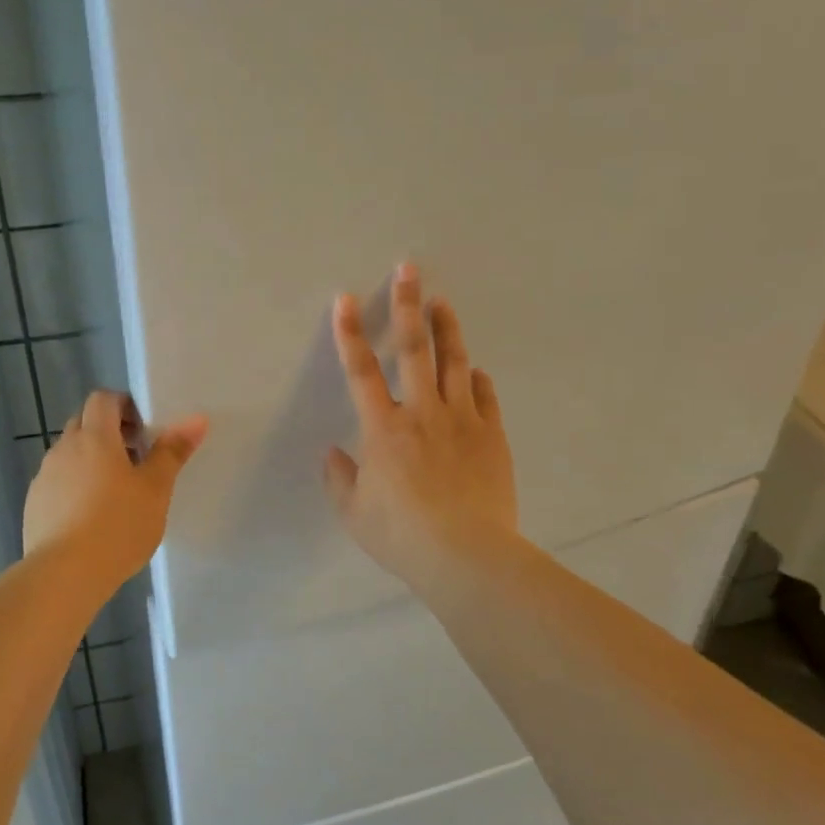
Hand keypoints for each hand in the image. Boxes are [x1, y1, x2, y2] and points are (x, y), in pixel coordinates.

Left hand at [24, 391, 207, 590]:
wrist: (65, 574)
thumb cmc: (119, 525)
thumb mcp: (156, 489)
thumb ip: (173, 451)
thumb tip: (196, 419)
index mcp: (94, 437)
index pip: (103, 399)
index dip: (124, 406)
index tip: (144, 431)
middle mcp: (64, 448)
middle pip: (84, 423)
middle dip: (109, 433)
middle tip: (136, 460)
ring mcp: (44, 477)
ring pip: (70, 454)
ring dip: (91, 461)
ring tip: (115, 494)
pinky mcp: (34, 504)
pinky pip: (58, 482)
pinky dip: (75, 487)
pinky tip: (91, 518)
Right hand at [325, 262, 518, 588]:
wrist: (467, 555)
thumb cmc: (402, 536)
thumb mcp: (354, 513)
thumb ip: (339, 479)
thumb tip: (333, 454)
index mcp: (383, 429)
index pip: (361, 371)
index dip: (350, 333)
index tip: (344, 300)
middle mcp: (422, 413)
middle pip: (414, 349)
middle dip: (408, 305)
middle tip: (409, 269)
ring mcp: (462, 421)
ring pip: (454, 363)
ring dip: (447, 329)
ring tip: (442, 302)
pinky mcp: (491, 436)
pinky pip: (484, 397)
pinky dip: (476, 379)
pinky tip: (473, 371)